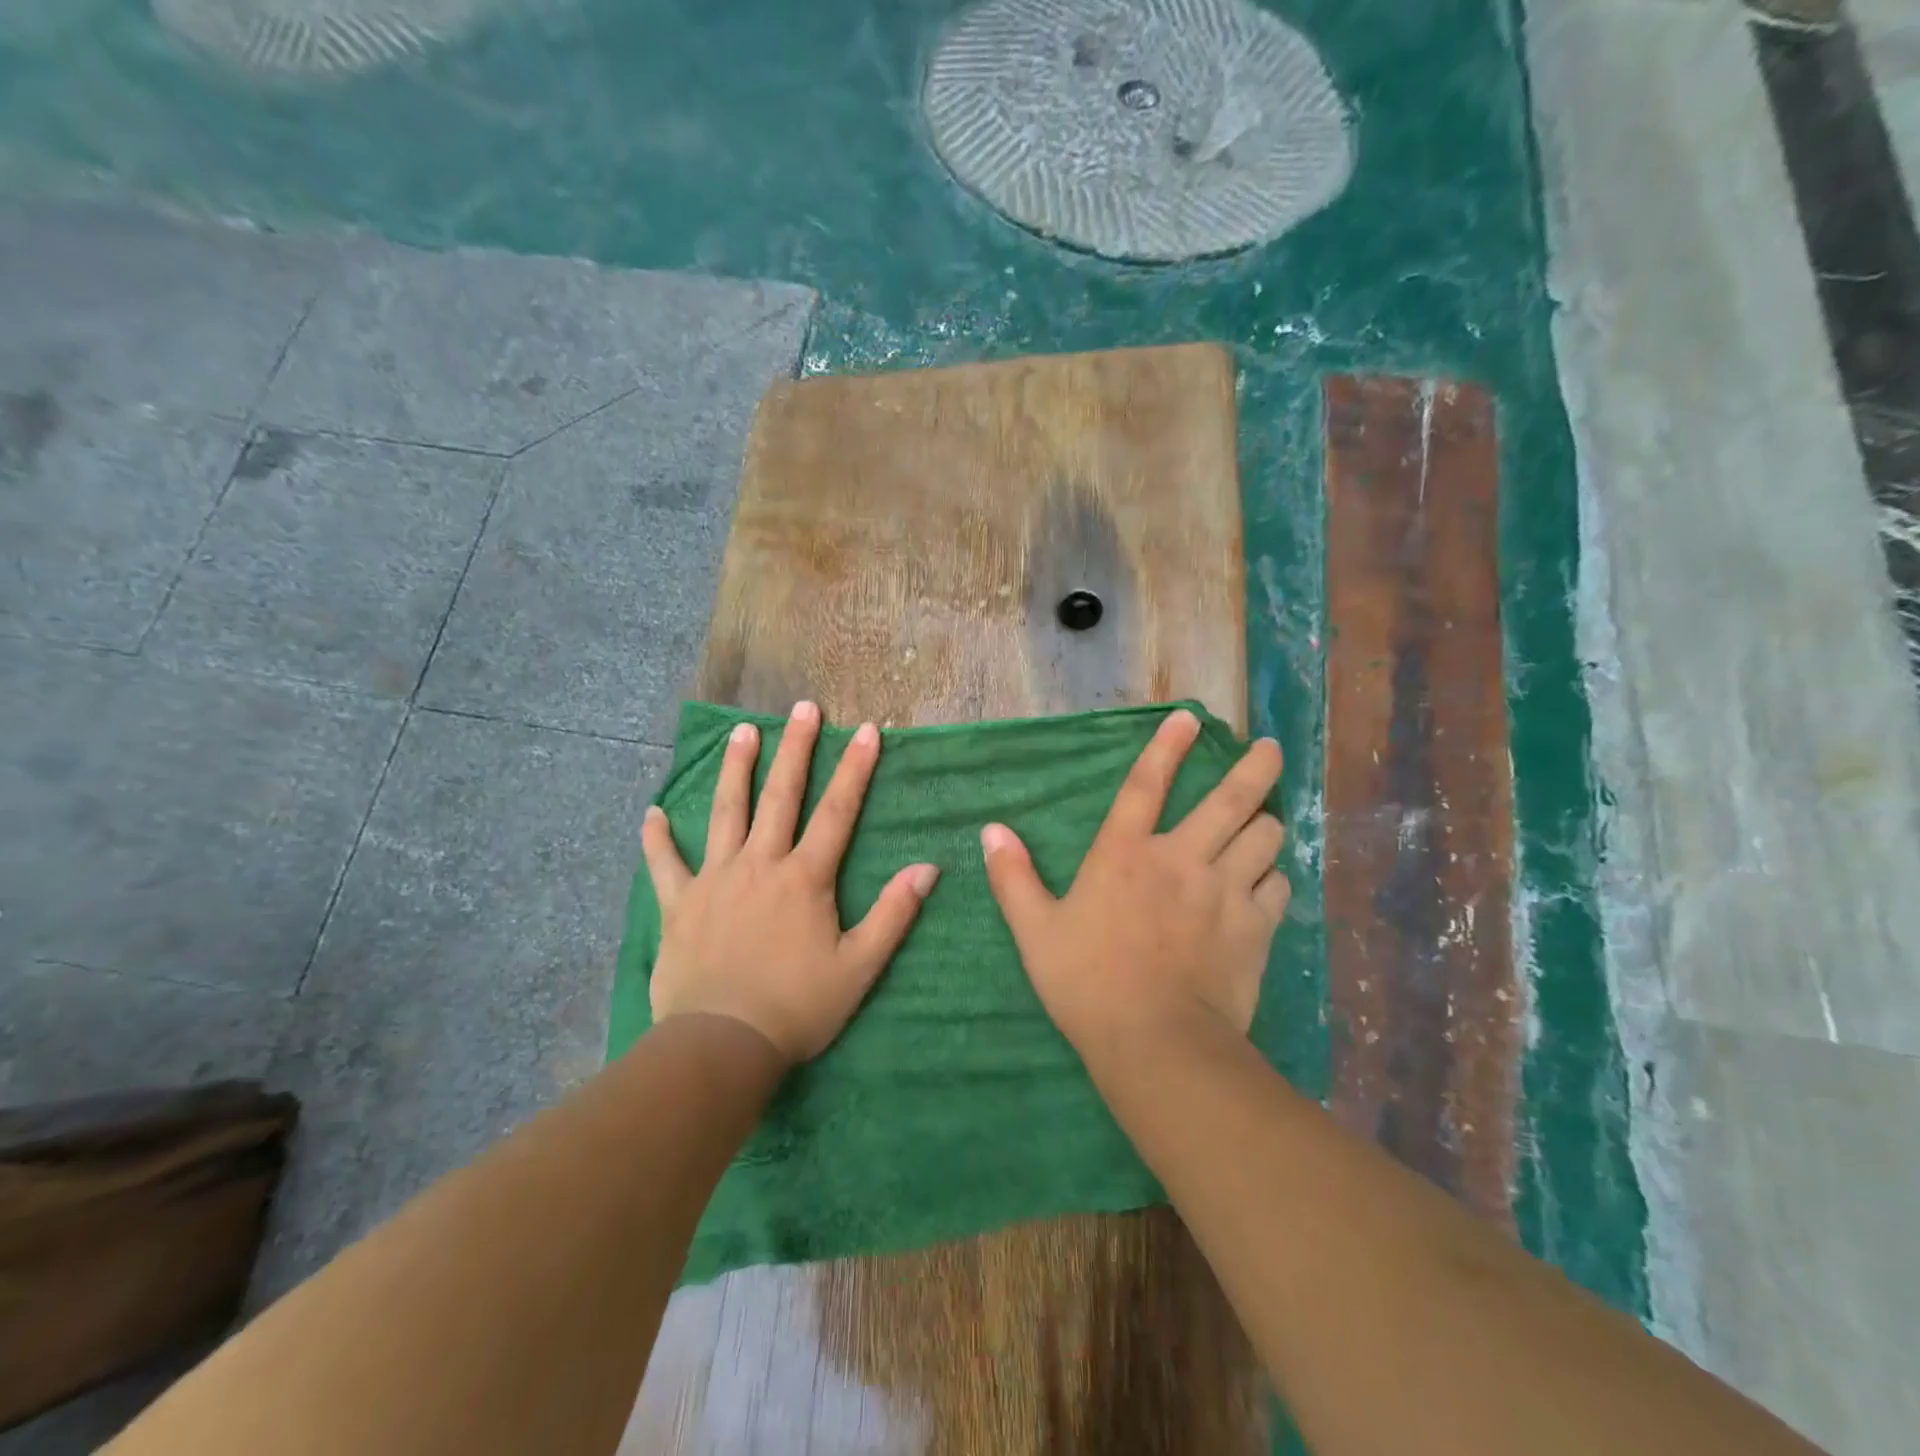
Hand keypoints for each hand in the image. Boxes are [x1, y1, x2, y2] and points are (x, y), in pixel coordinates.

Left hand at [641, 700, 939, 1067]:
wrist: (722, 1044)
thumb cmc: (797, 1007)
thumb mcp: (859, 966)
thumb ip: (894, 914)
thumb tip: (928, 868)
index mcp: (805, 878)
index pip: (837, 811)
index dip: (854, 768)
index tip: (866, 729)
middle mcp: (760, 864)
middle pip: (780, 796)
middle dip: (795, 749)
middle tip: (802, 708)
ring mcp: (715, 879)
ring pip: (725, 813)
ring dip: (735, 770)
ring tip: (740, 731)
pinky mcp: (679, 904)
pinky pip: (665, 864)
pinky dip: (658, 838)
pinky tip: (652, 813)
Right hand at [981, 708, 1288, 1060]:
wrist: (1156, 1043)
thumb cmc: (1086, 983)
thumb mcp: (1035, 931)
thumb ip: (1013, 878)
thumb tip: (991, 831)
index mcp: (1125, 854)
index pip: (1146, 784)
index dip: (1166, 746)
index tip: (1189, 718)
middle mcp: (1181, 859)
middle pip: (1230, 799)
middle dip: (1255, 768)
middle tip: (1270, 749)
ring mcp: (1224, 891)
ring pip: (1264, 837)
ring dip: (1266, 822)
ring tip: (1267, 818)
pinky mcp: (1255, 927)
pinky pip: (1278, 886)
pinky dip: (1274, 876)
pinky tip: (1268, 880)